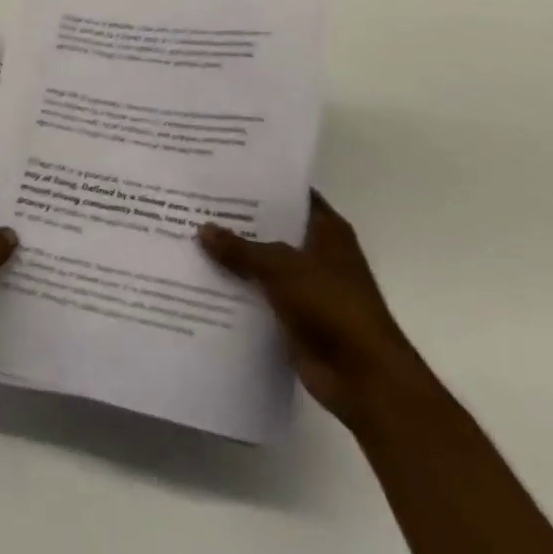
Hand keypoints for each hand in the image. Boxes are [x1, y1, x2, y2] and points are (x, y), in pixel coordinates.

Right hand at [199, 192, 425, 429]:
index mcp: (326, 231)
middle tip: (194, 204)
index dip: (260, 184)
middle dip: (237, 221)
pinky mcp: (294, 318)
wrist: (363, 378)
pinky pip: (258, 297)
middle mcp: (317, 254)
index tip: (222, 175)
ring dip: (233, 259)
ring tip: (188, 238)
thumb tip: (202, 229)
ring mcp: (306, 287)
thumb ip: (241, 248)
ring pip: (261, 265)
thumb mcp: (281, 267)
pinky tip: (201, 280)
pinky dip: (236, 292)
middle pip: (272, 229)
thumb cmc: (331, 306)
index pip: (291, 195)